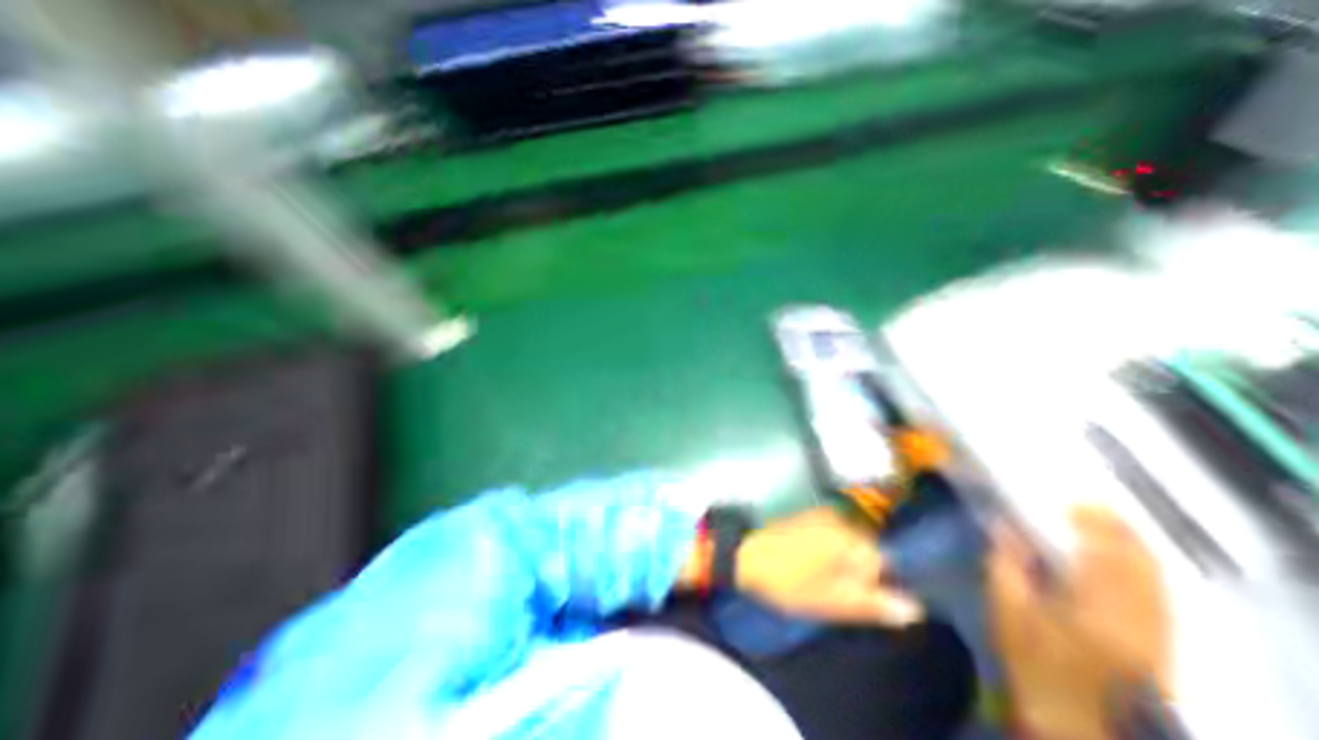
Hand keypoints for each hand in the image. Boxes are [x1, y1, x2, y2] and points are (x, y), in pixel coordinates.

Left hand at [737, 513, 918, 627]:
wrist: (747, 556)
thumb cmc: (791, 581)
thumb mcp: (834, 601)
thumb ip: (875, 603)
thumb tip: (914, 608)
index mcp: (851, 538)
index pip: (885, 562)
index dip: (877, 584)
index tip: (859, 598)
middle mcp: (841, 519)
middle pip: (867, 549)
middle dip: (860, 571)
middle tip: (837, 590)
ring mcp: (822, 514)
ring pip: (848, 542)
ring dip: (843, 561)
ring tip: (821, 578)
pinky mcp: (807, 516)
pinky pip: (831, 534)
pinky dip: (829, 550)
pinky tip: (812, 563)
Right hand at [990, 508, 1175, 739]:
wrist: (1071, 716)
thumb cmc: (1030, 658)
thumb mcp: (1005, 608)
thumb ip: (1006, 563)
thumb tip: (1003, 525)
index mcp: (1095, 611)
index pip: (1105, 558)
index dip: (1096, 526)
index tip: (1076, 502)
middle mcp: (1138, 621)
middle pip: (1141, 567)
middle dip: (1121, 532)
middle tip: (1095, 506)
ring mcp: (1157, 635)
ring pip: (1158, 582)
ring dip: (1136, 549)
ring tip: (1111, 524)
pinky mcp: (1161, 644)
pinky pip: (1161, 597)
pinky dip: (1145, 571)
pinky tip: (1128, 559)